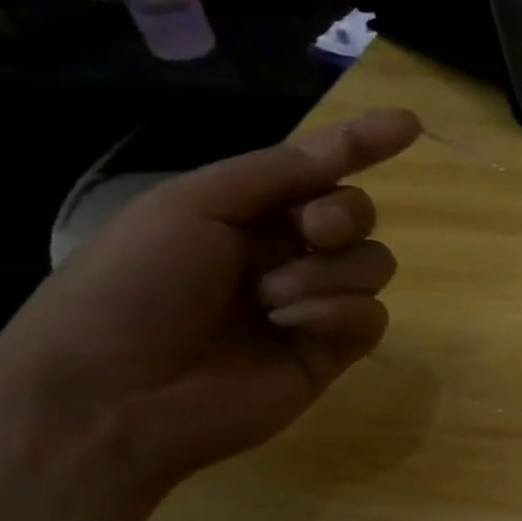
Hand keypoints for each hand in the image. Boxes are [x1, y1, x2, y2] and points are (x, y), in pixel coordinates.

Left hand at [0, 108, 422, 489]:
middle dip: (343, 215)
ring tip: (273, 300)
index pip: (318, 170)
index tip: (409, 124)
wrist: (112, 396)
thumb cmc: (132, 286)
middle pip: (358, 216)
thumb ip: (278, 172)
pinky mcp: (332, 351)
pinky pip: (372, 315)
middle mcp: (286, 254)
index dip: (361, 145)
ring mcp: (313, 304)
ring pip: (373, 265)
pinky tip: (295, 326)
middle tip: (311, 229)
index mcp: (246, 214)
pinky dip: (339, 313)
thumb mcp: (192, 205)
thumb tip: (349, 142)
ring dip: (330, 272)